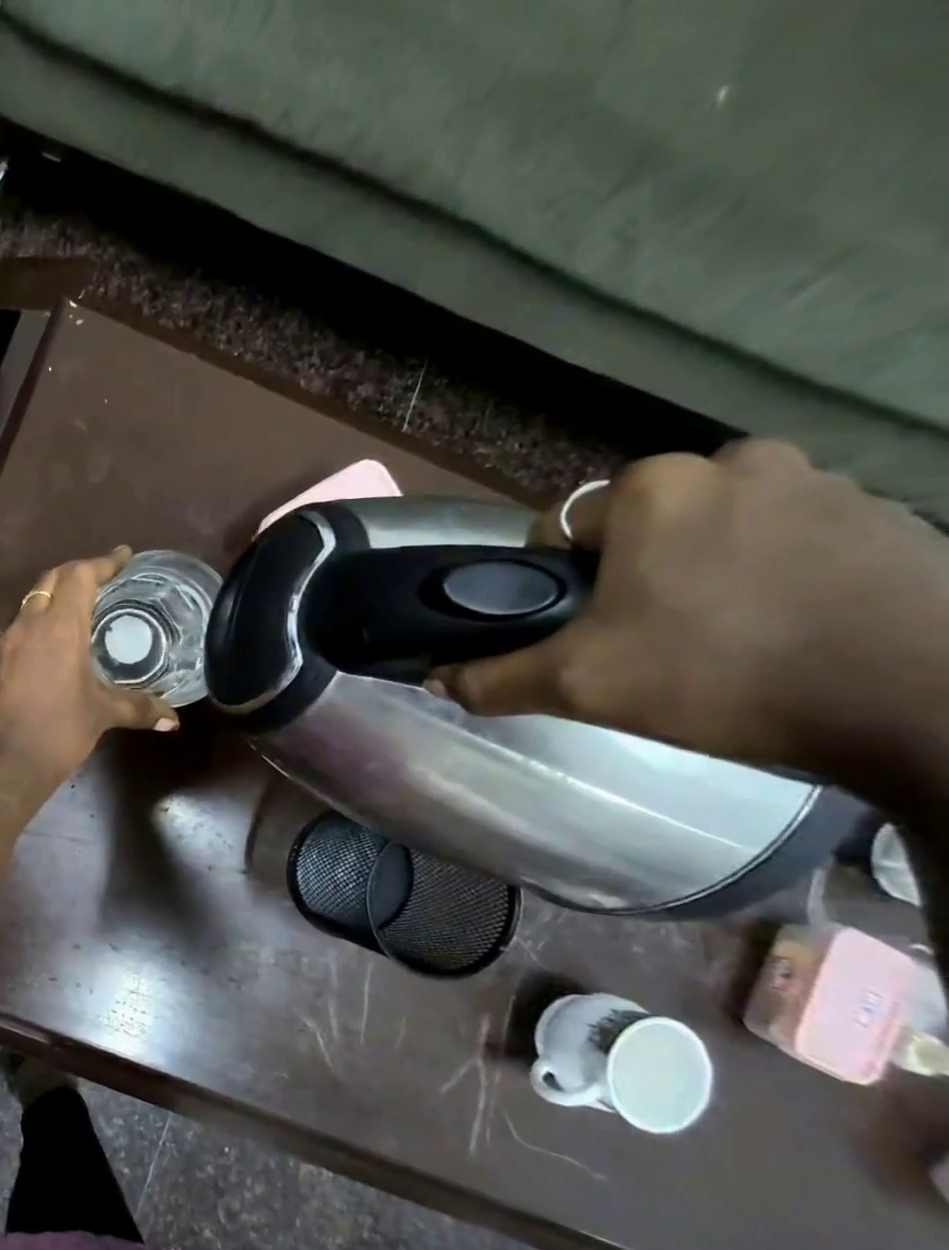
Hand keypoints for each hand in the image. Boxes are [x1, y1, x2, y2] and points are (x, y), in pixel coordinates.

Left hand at [0, 547, 177, 782]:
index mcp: (59, 626)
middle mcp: (30, 624)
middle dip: (77, 571)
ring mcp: (9, 643)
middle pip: (52, 580)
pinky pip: (22, 626)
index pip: (80, 576)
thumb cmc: (58, 730)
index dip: (103, 562)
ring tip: (82, 605)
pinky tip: (56, 641)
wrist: (3, 761)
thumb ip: (138, 708)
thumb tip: (173, 719)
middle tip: (103, 576)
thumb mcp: (102, 714)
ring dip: (56, 594)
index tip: (124, 556)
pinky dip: (41, 620)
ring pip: (32, 601)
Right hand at [430, 440, 948, 787]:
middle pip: (644, 525)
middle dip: (634, 573)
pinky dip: (773, 575)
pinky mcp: (890, 515)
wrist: (923, 701)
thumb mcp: (580, 686)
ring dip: (703, 571)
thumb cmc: (721, 674)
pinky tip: (784, 630)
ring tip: (718, 638)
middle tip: (645, 638)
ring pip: (718, 530)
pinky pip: (791, 539)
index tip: (579, 628)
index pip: (567, 527)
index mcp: (656, 487)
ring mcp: (826, 482)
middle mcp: (738, 462)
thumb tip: (435, 679)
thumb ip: (493, 679)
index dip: (558, 581)